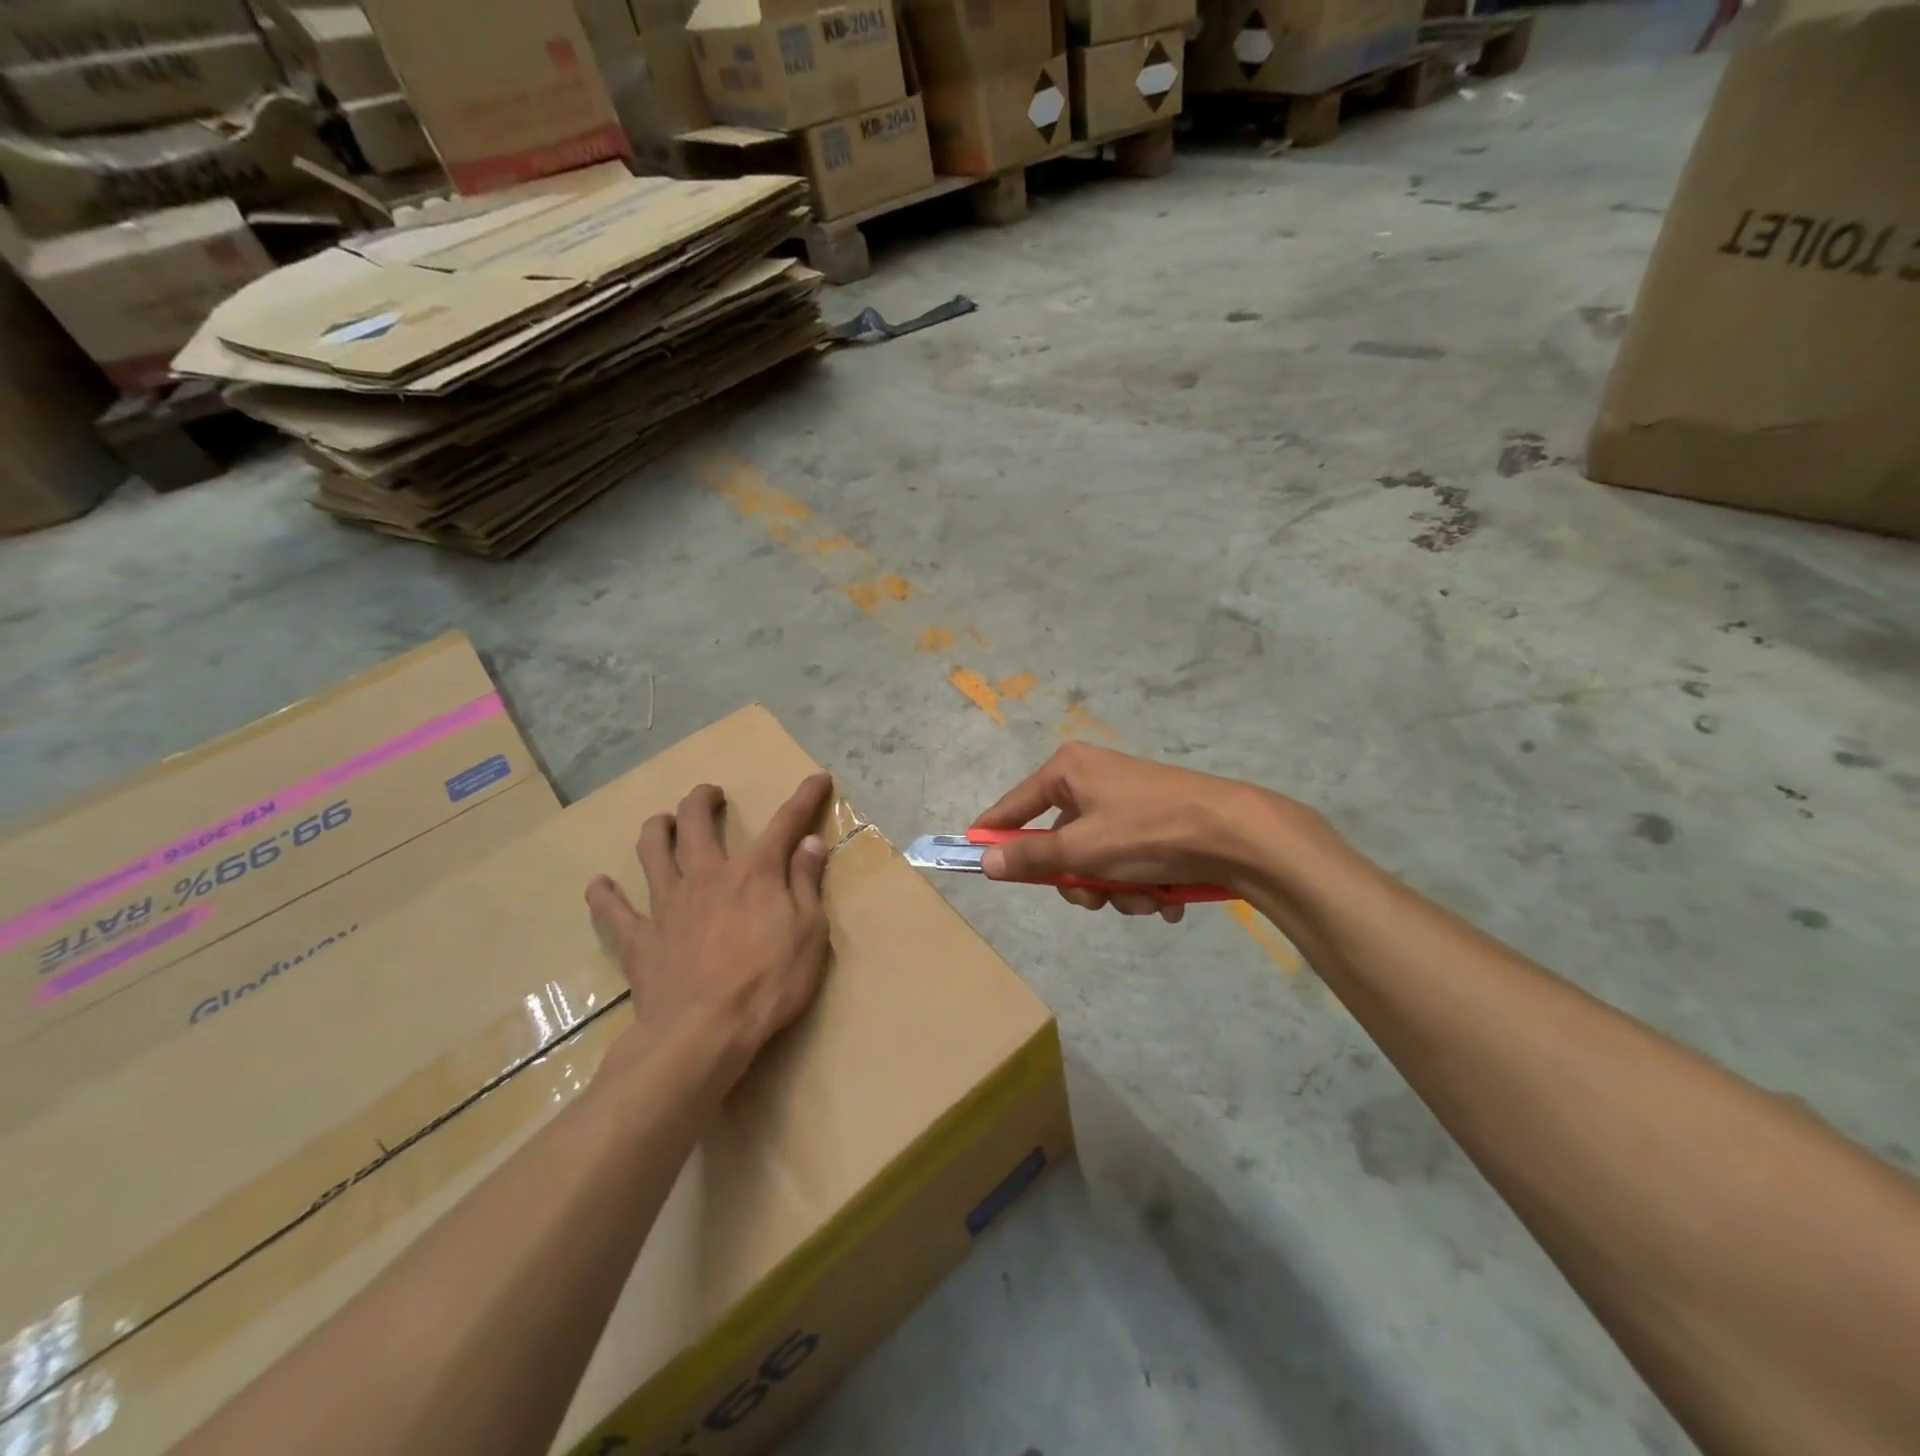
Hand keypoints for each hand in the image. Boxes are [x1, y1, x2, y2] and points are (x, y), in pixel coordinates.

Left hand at [586, 772, 834, 1090]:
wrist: (704, 1033)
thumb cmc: (769, 983)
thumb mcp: (809, 932)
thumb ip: (806, 883)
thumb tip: (810, 843)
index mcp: (754, 873)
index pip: (786, 823)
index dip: (804, 797)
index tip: (818, 778)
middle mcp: (707, 876)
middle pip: (697, 822)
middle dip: (703, 800)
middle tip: (709, 794)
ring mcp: (667, 905)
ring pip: (652, 851)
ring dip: (657, 829)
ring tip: (663, 822)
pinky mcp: (640, 939)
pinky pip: (613, 911)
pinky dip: (604, 896)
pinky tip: (599, 886)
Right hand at [972, 743, 1301, 920]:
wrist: (1238, 834)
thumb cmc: (1148, 833)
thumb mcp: (1081, 850)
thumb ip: (1031, 858)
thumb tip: (985, 863)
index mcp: (1069, 770)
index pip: (1013, 805)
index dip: (993, 835)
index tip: (973, 860)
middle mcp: (1094, 778)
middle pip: (1060, 841)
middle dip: (1079, 879)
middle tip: (1094, 897)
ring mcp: (1128, 800)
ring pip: (1097, 859)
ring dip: (1115, 889)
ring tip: (1144, 897)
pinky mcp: (1157, 821)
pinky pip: (1128, 860)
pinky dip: (1141, 884)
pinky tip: (1166, 896)